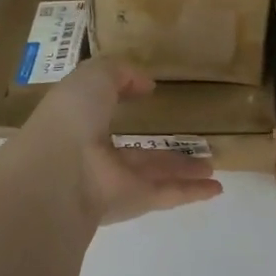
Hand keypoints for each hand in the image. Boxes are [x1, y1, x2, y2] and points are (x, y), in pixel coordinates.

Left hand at [24, 57, 223, 226]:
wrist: (59, 172)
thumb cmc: (72, 116)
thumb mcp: (94, 76)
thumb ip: (120, 73)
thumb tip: (145, 85)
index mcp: (79, 120)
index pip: (102, 109)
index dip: (121, 98)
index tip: (147, 93)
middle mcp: (96, 153)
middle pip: (136, 151)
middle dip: (161, 147)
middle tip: (190, 140)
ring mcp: (114, 180)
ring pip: (155, 173)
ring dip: (184, 169)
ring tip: (212, 165)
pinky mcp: (133, 202)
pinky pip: (166, 193)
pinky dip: (191, 192)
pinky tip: (216, 189)